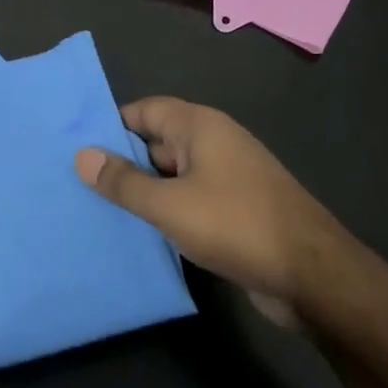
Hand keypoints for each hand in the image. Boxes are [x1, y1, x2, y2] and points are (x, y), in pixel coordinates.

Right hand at [74, 97, 353, 318]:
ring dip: (140, 192)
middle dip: (120, 162)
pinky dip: (163, 213)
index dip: (111, 125)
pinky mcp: (234, 212)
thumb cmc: (237, 226)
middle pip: (156, 143)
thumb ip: (123, 182)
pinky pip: (187, 203)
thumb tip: (82, 156)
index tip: (74, 147)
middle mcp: (214, 145)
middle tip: (74, 183)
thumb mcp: (169, 205)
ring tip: (94, 210)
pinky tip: (135, 234)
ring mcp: (227, 180)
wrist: (313, 277)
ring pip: (170, 177)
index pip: (145, 111)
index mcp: (201, 128)